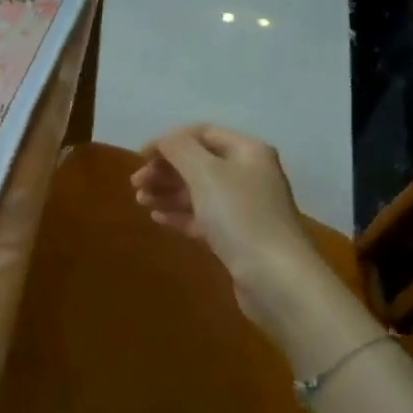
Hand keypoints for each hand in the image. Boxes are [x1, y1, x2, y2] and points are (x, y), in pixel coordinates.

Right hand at [133, 126, 341, 357]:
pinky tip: (157, 217)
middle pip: (199, 163)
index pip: (202, 134)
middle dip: (165, 169)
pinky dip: (179, 214)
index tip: (140, 157)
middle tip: (136, 183)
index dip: (169, 141)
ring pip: (199, 191)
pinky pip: (203, 217)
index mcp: (247, 151)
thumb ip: (178, 148)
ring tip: (140, 201)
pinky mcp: (238, 237)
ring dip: (168, 192)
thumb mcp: (205, 172)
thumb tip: (162, 140)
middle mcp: (249, 175)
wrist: (276, 278)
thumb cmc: (239, 216)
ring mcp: (245, 208)